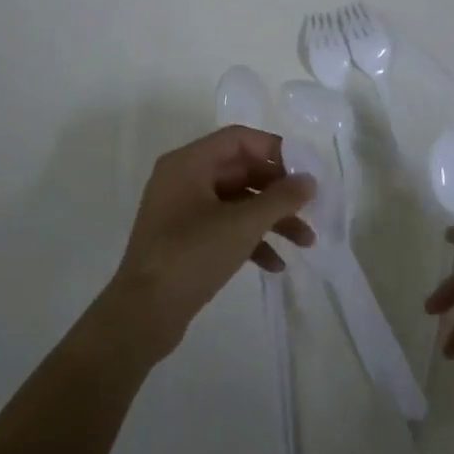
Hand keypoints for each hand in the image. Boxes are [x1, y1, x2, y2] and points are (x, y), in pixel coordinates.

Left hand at [105, 126, 314, 363]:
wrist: (143, 314)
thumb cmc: (192, 255)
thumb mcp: (243, 224)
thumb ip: (281, 198)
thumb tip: (309, 180)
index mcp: (188, 163)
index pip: (239, 140)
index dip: (275, 151)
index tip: (305, 171)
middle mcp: (183, 179)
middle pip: (241, 171)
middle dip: (279, 192)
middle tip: (310, 209)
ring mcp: (182, 211)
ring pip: (236, 203)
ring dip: (271, 219)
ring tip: (305, 243)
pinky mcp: (184, 241)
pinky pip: (224, 228)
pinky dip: (250, 240)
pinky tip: (275, 265)